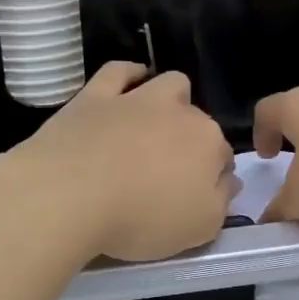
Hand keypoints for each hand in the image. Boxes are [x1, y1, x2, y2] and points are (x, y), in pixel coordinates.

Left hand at [10, 62, 235, 261]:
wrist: (70, 195)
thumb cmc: (141, 218)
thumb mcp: (199, 228)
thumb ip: (221, 201)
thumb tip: (229, 178)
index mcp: (208, 143)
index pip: (222, 155)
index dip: (211, 175)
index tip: (194, 195)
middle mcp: (179, 111)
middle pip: (197, 120)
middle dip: (190, 139)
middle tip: (167, 171)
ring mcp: (137, 98)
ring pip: (169, 84)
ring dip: (170, 99)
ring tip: (154, 125)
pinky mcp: (97, 95)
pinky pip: (119, 71)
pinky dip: (128, 76)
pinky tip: (126, 87)